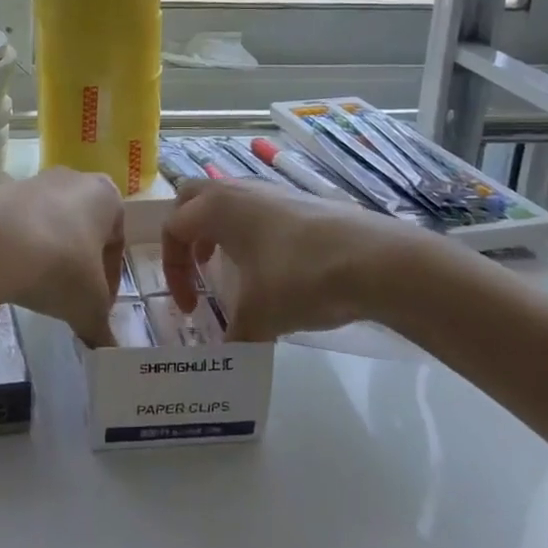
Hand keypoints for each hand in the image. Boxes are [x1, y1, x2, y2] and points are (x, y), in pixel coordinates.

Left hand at [0, 168, 124, 346]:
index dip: (110, 281)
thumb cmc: (60, 266)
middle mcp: (73, 179)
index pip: (116, 243)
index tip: (98, 308)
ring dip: (49, 254)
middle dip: (79, 263)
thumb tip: (106, 347)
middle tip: (70, 298)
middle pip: (83, 228)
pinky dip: (20, 248)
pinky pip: (19, 225)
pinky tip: (12, 274)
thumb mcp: (89, 306)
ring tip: (37, 288)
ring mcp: (33, 182)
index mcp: (106, 196)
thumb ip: (101, 326)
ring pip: (51, 224)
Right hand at [161, 178, 432, 341]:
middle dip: (187, 232)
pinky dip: (252, 232)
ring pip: (229, 200)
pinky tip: (274, 267)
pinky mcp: (301, 200)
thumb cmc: (299, 278)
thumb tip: (226, 358)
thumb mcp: (259, 316)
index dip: (173, 271)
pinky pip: (260, 208)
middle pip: (193, 198)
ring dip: (220, 231)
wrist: (374, 260)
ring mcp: (272, 190)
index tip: (190, 308)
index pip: (174, 229)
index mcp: (215, 208)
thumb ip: (234, 336)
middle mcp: (238, 189)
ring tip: (234, 269)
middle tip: (199, 267)